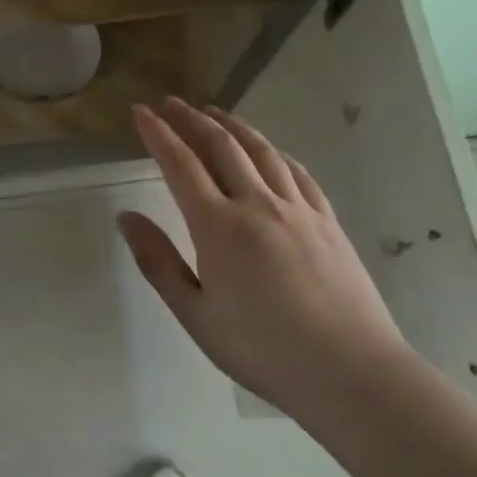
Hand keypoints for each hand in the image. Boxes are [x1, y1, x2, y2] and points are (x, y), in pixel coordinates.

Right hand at [118, 98, 406, 422]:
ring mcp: (298, 209)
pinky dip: (274, 152)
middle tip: (170, 102)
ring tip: (213, 112)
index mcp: (218, 226)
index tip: (140, 111)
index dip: (158, 133)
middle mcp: (257, 204)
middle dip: (191, 119)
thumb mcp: (195, 314)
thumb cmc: (263, 350)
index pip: (180, 164)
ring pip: (261, 150)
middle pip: (220, 145)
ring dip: (232, 125)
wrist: (352, 373)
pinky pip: (296, 172)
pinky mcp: (327, 221)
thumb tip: (125, 217)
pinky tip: (268, 151)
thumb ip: (158, 261)